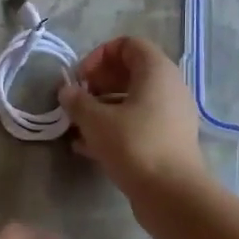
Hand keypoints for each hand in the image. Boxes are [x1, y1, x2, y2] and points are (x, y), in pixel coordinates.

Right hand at [58, 35, 206, 201]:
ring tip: (78, 126)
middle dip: (98, 83)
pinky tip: (88, 147)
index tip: (80, 79)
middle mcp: (169, 87)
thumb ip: (77, 101)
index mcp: (156, 71)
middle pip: (130, 72)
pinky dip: (115, 127)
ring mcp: (172, 115)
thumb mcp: (95, 120)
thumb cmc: (133, 145)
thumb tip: (67, 91)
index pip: (127, 44)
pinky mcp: (169, 140)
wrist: (171, 193)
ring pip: (132, 100)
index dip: (99, 56)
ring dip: (103, 108)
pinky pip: (138, 123)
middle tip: (78, 101)